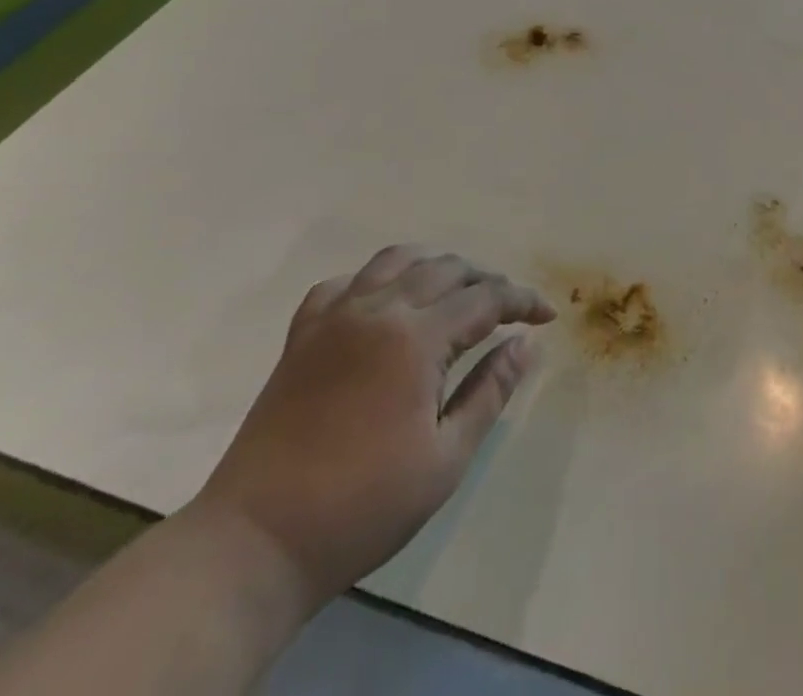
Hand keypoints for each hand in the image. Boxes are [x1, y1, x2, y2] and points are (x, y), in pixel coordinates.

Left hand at [192, 246, 555, 606]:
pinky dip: (377, 280)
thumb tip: (526, 343)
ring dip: (437, 267)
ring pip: (397, 260)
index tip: (546, 317)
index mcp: (415, 338)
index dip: (522, 301)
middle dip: (487, 281)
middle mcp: (377, 309)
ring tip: (457, 292)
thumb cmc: (363, 507)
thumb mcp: (446, 458)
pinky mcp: (303, 334)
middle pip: (446, 268)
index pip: (486, 297)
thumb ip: (490, 390)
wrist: (256, 543)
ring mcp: (334, 317)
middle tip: (509, 309)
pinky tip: (387, 303)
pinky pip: (345, 283)